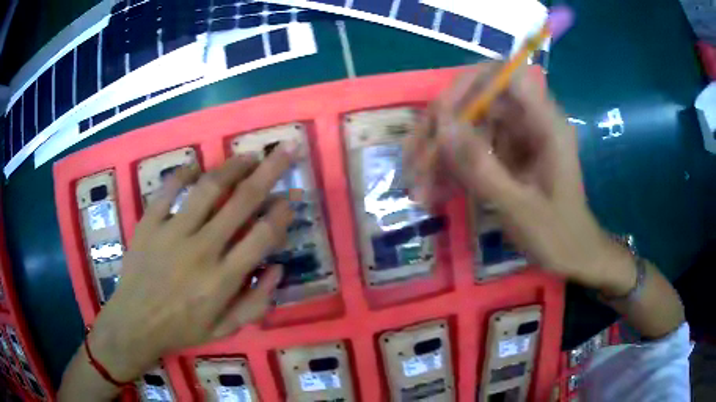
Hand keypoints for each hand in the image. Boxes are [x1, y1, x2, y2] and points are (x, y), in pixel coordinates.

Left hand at [87, 145, 297, 381]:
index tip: (289, 199)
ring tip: (248, 156)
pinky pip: (168, 189)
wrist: (135, 323)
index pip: (262, 236)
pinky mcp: (149, 223)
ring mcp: (172, 232)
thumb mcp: (225, 329)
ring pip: (208, 188)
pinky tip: (196, 167)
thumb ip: (256, 303)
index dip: (281, 213)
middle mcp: (202, 249)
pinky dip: (184, 173)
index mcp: (223, 279)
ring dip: (233, 166)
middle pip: (243, 200)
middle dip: (270, 171)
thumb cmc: (182, 329)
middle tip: (285, 150)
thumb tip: (278, 268)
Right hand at [404, 63, 633, 293]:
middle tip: (414, 159)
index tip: (441, 114)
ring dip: (439, 153)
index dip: (470, 84)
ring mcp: (515, 138)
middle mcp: (528, 122)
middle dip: (441, 127)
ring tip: (418, 188)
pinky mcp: (505, 155)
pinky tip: (433, 193)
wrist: (573, 255)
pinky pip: (471, 149)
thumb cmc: (557, 235)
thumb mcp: (519, 206)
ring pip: (467, 126)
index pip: (506, 75)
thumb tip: (442, 126)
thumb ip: (482, 167)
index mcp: (545, 124)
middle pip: (476, 100)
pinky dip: (450, 168)